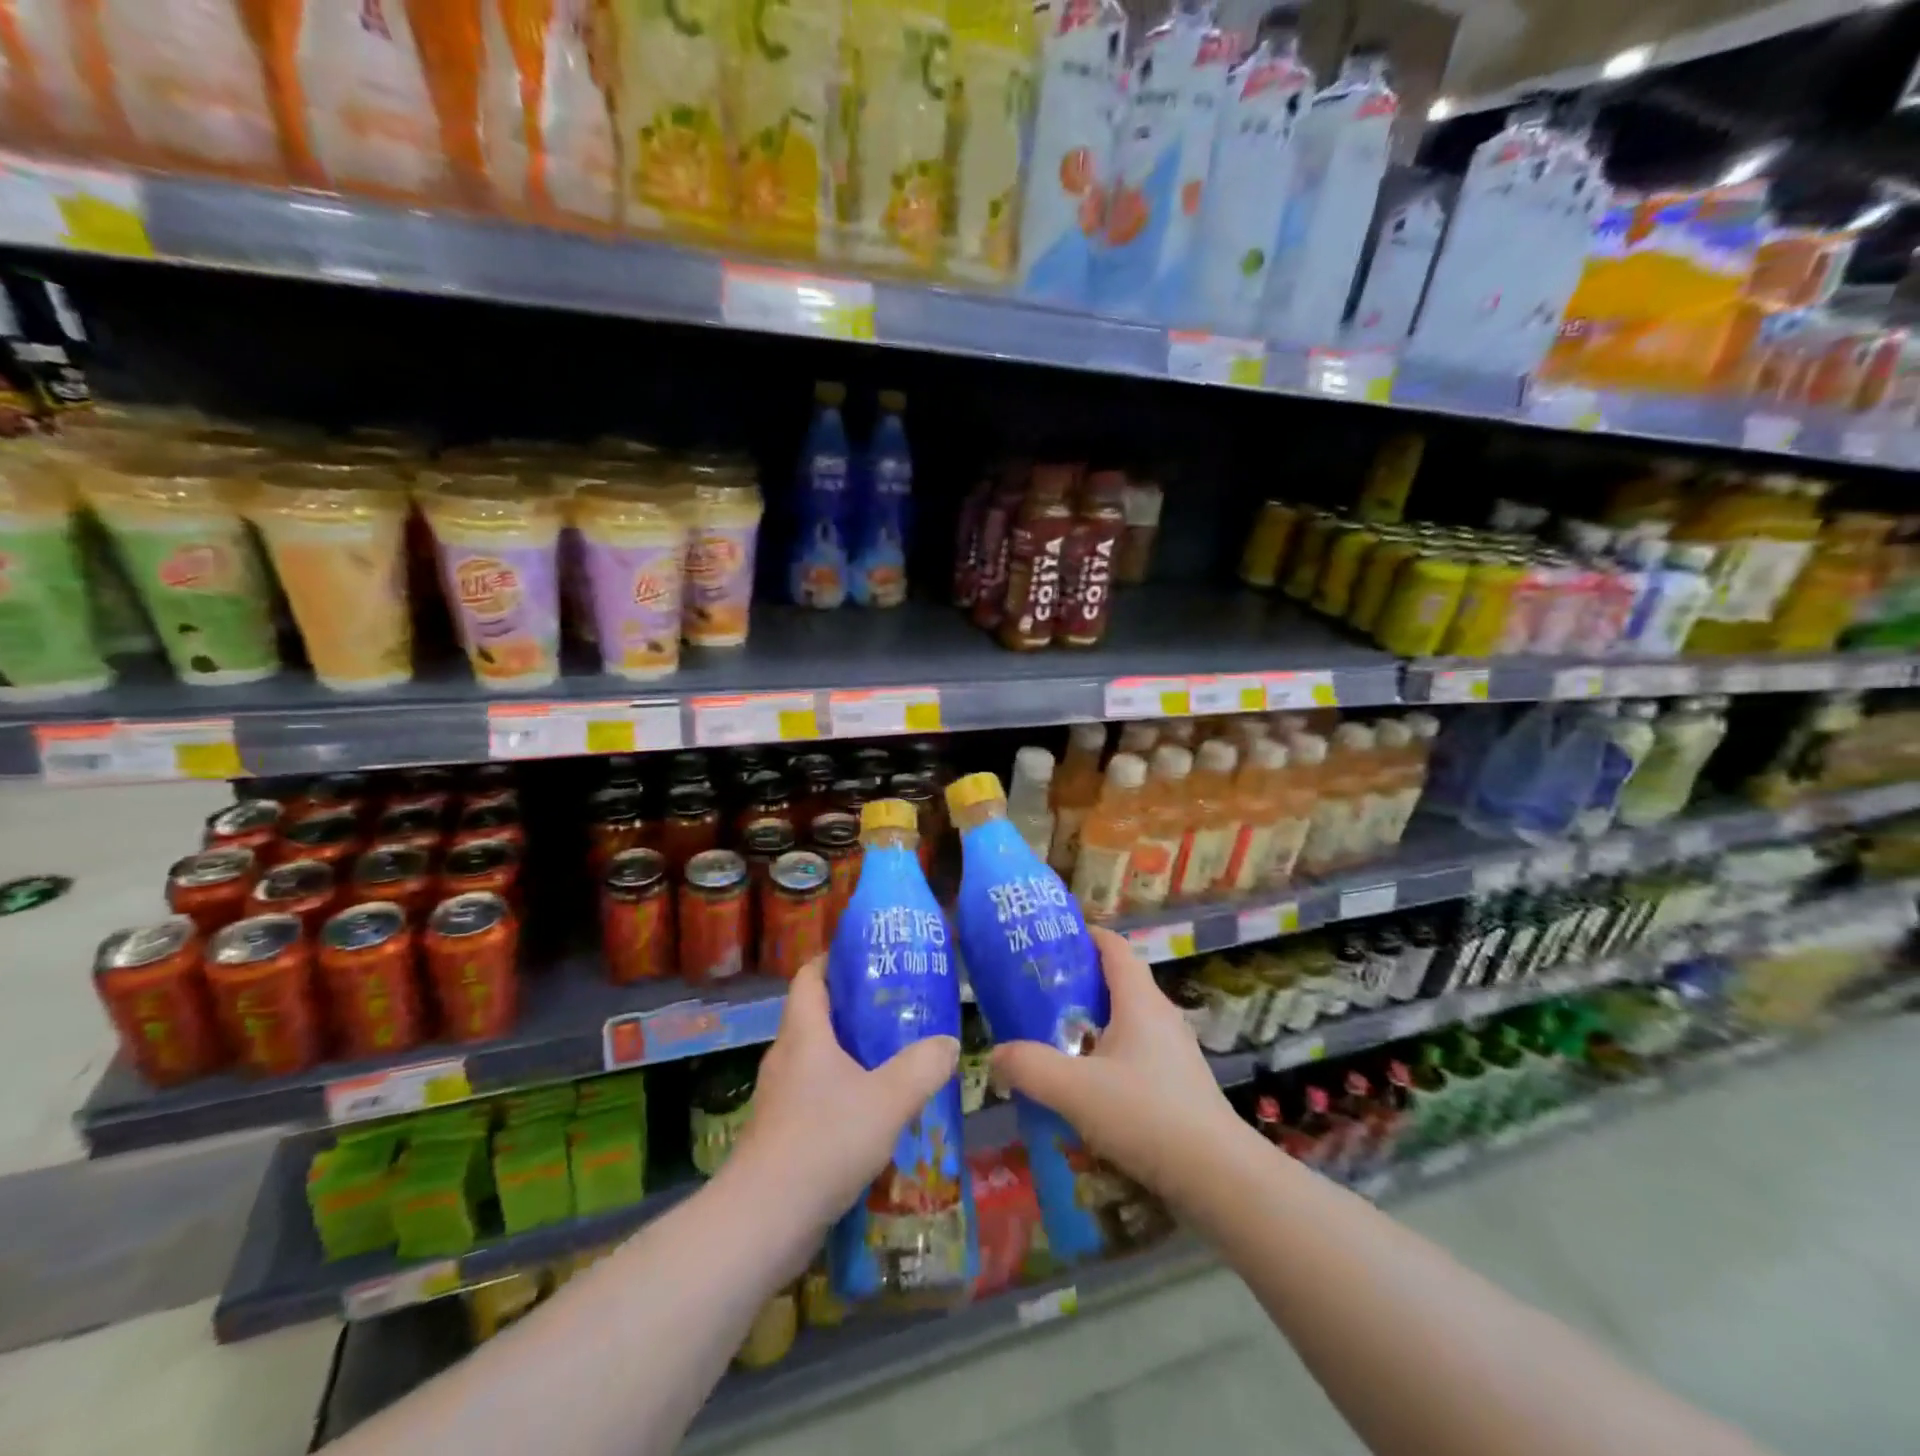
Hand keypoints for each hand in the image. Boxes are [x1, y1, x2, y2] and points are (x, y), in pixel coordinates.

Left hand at [730, 955, 959, 1230]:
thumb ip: (923, 1066)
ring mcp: (779, 1098)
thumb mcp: (888, 1099)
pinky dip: (842, 1093)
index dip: (833, 960)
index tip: (867, 956)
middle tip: (896, 1008)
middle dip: (853, 1008)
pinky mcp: (780, 1133)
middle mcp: (786, 1057)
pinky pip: (815, 1096)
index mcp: (804, 1033)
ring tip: (893, 1058)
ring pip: (817, 1060)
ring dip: (850, 1055)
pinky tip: (874, 1114)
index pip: (810, 976)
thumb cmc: (824, 1141)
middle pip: (816, 1016)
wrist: (764, 1221)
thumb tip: (948, 1042)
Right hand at [990, 925, 1240, 1197]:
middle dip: (1078, 983)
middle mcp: (1161, 1016)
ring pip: (1127, 1021)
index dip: (1085, 935)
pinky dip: (1109, 1056)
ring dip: (1093, 1024)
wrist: (1218, 1177)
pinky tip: (1088, 1088)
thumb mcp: (1075, 1090)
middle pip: (1118, 982)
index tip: (1050, 940)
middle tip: (1038, 995)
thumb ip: (1030, 1067)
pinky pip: (1137, 1054)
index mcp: (1140, 1001)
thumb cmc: (1146, 1115)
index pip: (1114, 947)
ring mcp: (1175, 1051)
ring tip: (1055, 1041)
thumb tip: (996, 1054)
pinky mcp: (1179, 1084)